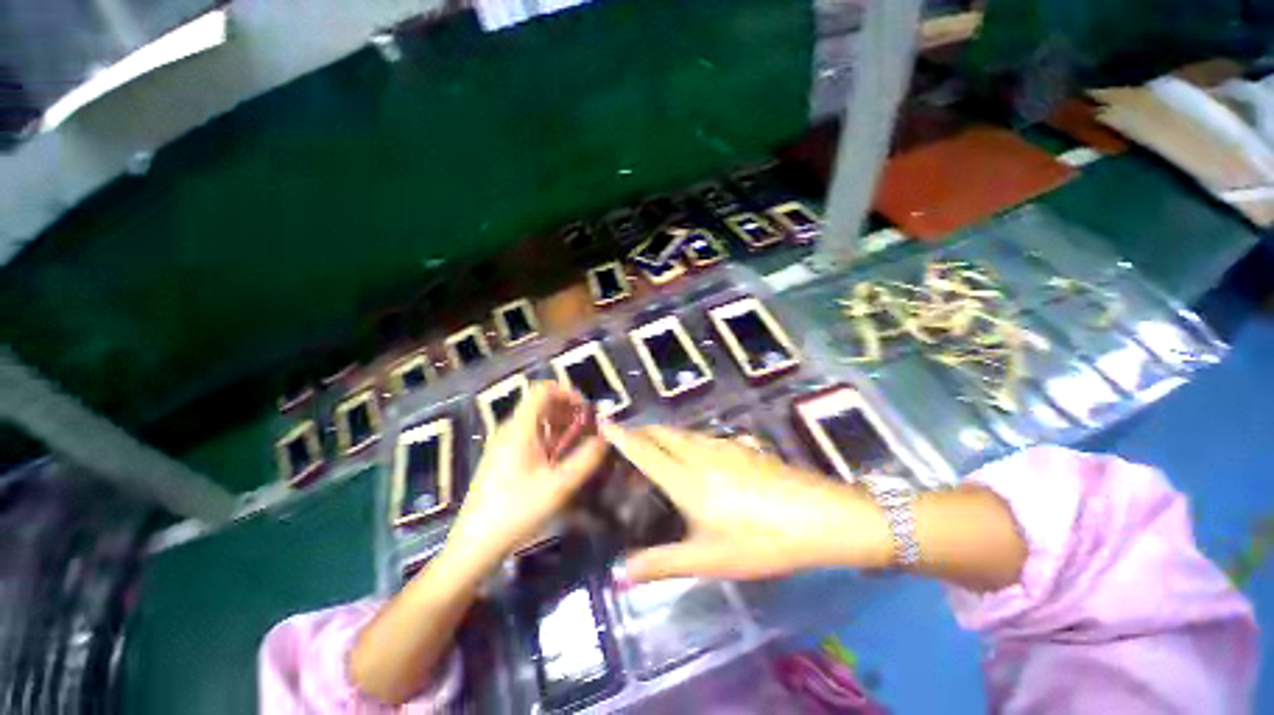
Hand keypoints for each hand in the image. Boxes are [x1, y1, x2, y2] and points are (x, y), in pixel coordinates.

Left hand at [446, 383, 608, 568]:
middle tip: (588, 428)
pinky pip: (529, 435)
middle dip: (568, 410)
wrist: (474, 545)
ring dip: (560, 424)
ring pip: (536, 419)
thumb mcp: (559, 486)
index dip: (568, 392)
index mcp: (520, 428)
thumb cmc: (517, 511)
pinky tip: (559, 457)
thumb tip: (606, 438)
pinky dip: (549, 437)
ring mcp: (503, 443)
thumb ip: (586, 459)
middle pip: (541, 403)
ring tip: (578, 442)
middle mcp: (509, 429)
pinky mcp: (502, 457)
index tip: (587, 410)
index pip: (543, 390)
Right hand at [600, 424, 892, 582]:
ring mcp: (724, 446)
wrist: (822, 517)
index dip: (621, 436)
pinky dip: (686, 440)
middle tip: (625, 443)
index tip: (602, 422)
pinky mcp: (742, 446)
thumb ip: (661, 564)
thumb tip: (618, 575)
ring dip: (663, 435)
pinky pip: (702, 437)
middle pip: (662, 433)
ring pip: (683, 432)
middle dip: (641, 432)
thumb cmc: (762, 541)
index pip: (645, 450)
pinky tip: (694, 456)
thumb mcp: (710, 559)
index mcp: (687, 480)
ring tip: (653, 449)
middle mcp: (701, 454)